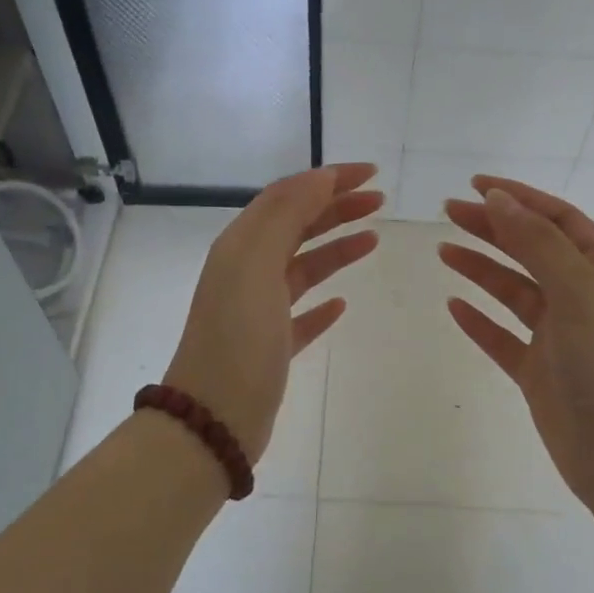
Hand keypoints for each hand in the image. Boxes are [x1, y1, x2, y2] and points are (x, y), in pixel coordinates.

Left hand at [164, 163, 381, 462]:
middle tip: (379, 201)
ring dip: (336, 248)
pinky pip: (301, 314)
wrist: (214, 418)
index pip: (287, 196)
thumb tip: (320, 177)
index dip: (328, 180)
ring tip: (373, 239)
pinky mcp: (271, 347)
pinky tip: (343, 304)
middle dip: (336, 208)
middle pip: (296, 227)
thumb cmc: (239, 337)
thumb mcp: (257, 265)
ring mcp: (258, 311)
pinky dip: (322, 303)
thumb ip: (287, 216)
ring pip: (302, 267)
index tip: (371, 174)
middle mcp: (246, 272)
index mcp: (241, 246)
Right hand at [439, 177, 593, 507]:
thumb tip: (498, 198)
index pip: (560, 221)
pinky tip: (454, 306)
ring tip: (444, 250)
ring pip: (515, 293)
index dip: (520, 198)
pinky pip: (504, 339)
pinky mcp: (540, 375)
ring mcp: (561, 339)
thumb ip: (538, 243)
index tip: (476, 186)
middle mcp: (585, 300)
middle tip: (448, 213)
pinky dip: (480, 321)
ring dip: (482, 269)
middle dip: (494, 228)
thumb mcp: (580, 293)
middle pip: (533, 251)